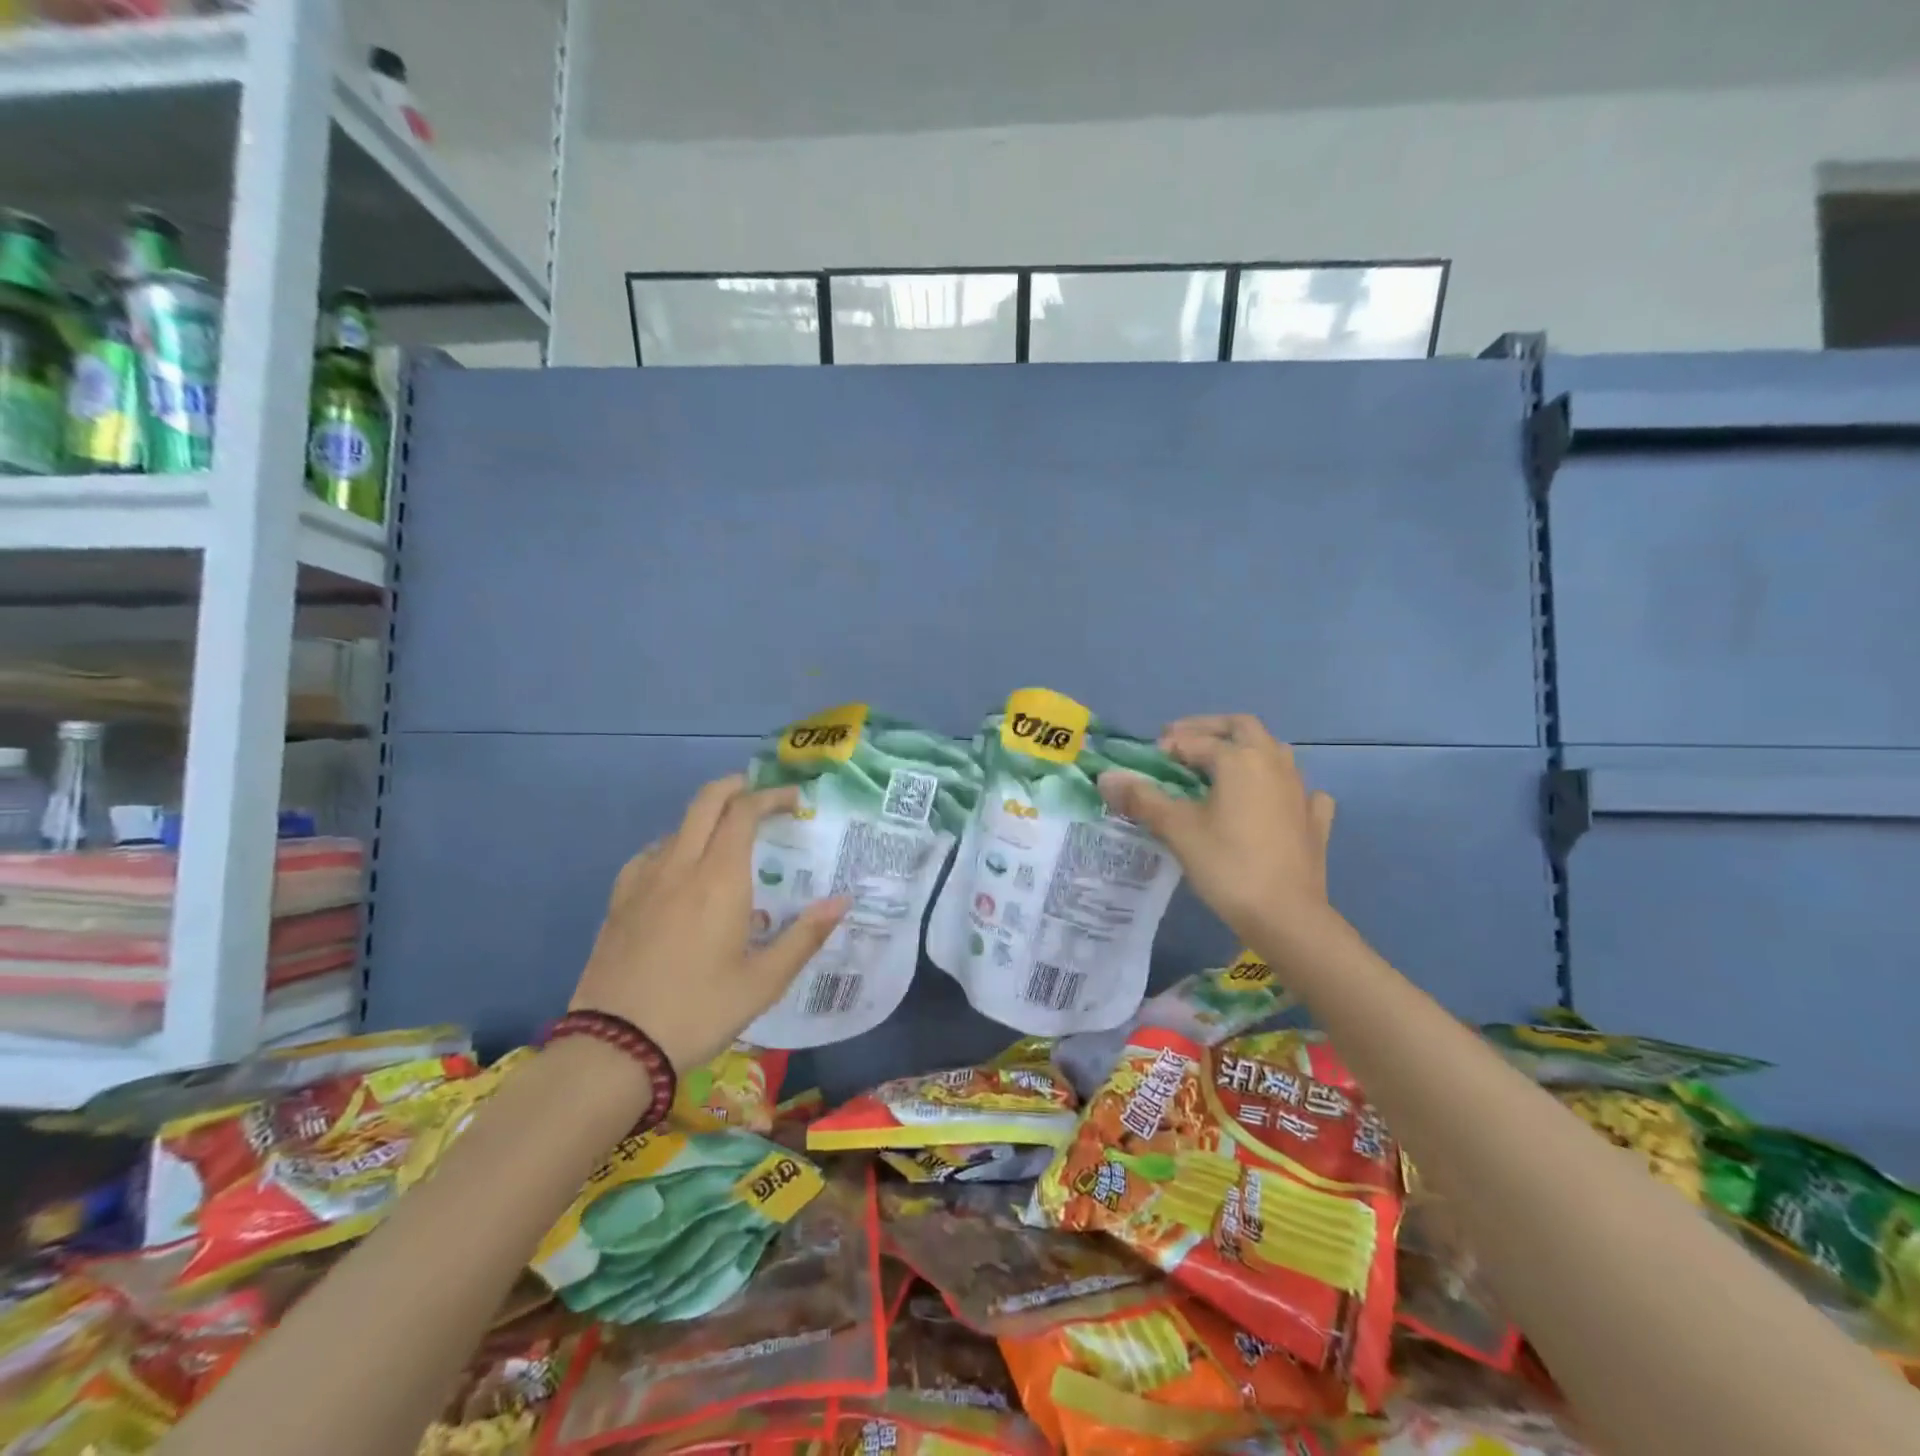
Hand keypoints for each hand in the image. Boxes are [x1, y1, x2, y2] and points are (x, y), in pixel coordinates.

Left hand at [570, 774, 848, 1072]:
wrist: (613, 1048)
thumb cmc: (699, 1011)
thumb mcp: (764, 982)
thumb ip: (805, 936)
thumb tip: (842, 901)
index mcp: (719, 879)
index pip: (744, 812)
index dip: (771, 796)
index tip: (794, 802)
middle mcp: (680, 866)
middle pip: (705, 801)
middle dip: (736, 787)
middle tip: (761, 797)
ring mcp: (643, 881)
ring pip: (678, 826)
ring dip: (707, 819)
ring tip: (728, 844)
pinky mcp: (619, 901)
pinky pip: (651, 854)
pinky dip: (675, 846)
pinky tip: (681, 874)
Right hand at [1097, 714, 1336, 945]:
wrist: (1286, 916)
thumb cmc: (1227, 865)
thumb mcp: (1177, 829)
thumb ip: (1142, 798)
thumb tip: (1106, 777)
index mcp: (1239, 760)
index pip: (1196, 740)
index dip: (1168, 746)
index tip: (1147, 760)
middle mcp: (1273, 763)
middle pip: (1243, 727)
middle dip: (1210, 729)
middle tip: (1182, 743)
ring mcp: (1300, 790)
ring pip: (1274, 752)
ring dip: (1246, 750)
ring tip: (1220, 768)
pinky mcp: (1314, 819)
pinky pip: (1300, 789)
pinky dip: (1281, 786)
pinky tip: (1272, 801)